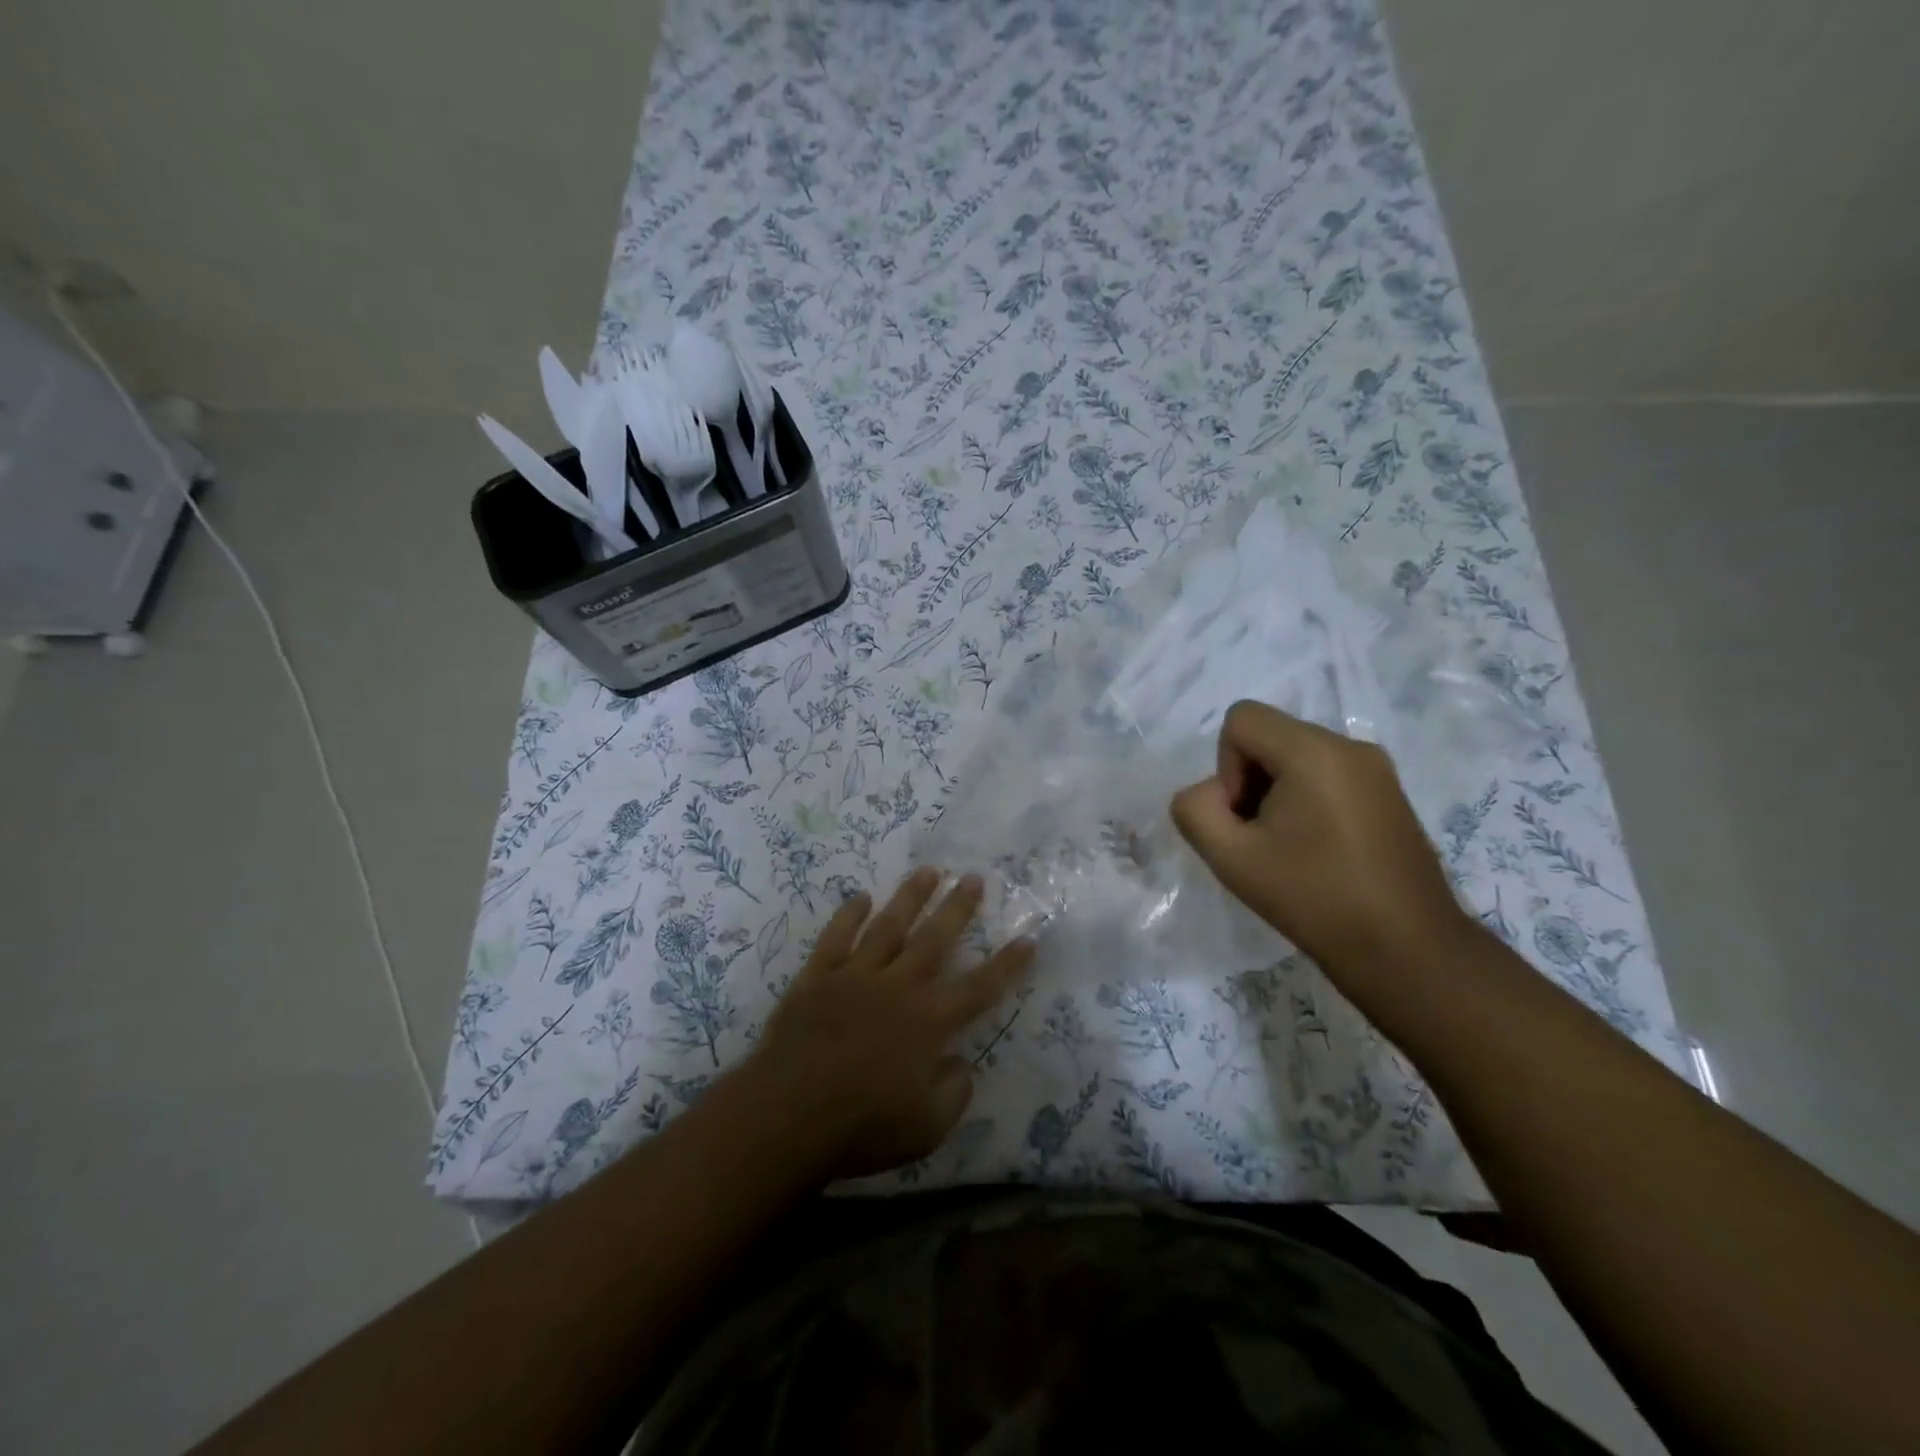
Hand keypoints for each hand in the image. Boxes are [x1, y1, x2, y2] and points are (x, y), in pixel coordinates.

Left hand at [744, 868, 1033, 1179]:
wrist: (787, 1115)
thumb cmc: (862, 1126)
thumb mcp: (926, 1128)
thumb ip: (954, 1093)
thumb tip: (961, 1063)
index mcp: (928, 1022)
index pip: (980, 988)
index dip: (1007, 964)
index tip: (1028, 938)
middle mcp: (897, 987)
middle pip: (934, 939)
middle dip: (957, 908)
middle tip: (973, 878)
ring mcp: (855, 976)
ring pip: (888, 926)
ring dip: (910, 897)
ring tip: (928, 871)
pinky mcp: (817, 978)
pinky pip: (836, 938)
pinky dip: (849, 916)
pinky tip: (861, 898)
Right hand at [1169, 701, 1474, 986]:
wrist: (1407, 951)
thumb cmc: (1314, 899)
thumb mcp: (1230, 858)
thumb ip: (1195, 810)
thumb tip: (1210, 795)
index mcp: (1314, 751)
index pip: (1241, 720)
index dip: (1226, 767)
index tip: (1245, 819)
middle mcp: (1350, 746)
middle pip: (1270, 736)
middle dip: (1250, 781)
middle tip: (1260, 840)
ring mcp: (1377, 769)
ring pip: (1297, 756)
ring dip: (1276, 794)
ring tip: (1288, 849)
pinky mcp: (1389, 794)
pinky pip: (1327, 775)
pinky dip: (1306, 801)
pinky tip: (1317, 852)